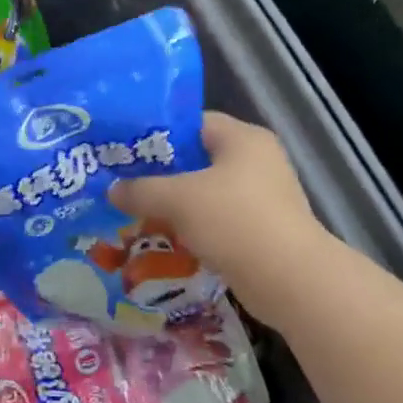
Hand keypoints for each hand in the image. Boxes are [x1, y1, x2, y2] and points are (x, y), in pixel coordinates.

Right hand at [111, 113, 329, 323]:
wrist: (289, 279)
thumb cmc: (234, 221)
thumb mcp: (178, 199)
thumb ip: (141, 190)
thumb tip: (112, 190)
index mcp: (243, 138)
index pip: (193, 123)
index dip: (158, 134)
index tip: (125, 151)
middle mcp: (257, 161)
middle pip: (198, 159)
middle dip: (161, 174)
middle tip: (125, 184)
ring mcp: (262, 197)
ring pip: (207, 193)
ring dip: (175, 205)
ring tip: (137, 214)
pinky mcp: (262, 230)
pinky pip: (218, 220)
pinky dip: (193, 228)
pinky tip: (166, 240)